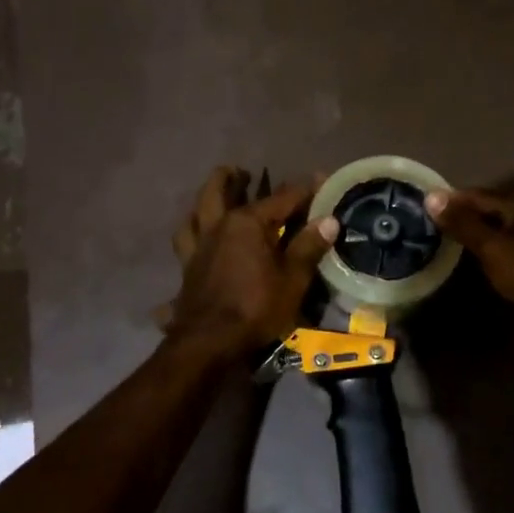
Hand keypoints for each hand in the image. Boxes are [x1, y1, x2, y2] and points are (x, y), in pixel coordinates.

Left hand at [165, 167, 338, 360]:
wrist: (209, 341)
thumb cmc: (256, 308)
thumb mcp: (292, 279)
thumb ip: (308, 247)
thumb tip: (330, 220)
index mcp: (247, 223)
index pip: (282, 198)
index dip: (305, 189)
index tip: (320, 179)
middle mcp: (219, 226)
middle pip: (220, 191)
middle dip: (232, 178)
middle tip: (241, 171)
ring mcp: (198, 246)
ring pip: (196, 212)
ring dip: (205, 198)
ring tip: (214, 194)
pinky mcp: (187, 267)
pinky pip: (183, 241)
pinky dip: (188, 232)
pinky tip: (193, 235)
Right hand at [426, 186, 513, 350]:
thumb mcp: (493, 248)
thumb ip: (463, 224)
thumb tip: (431, 196)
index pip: (477, 195)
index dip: (451, 199)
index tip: (424, 206)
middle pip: (491, 209)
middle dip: (465, 215)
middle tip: (435, 224)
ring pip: (502, 228)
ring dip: (480, 232)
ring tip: (452, 241)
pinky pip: (512, 246)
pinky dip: (494, 248)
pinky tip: (481, 259)